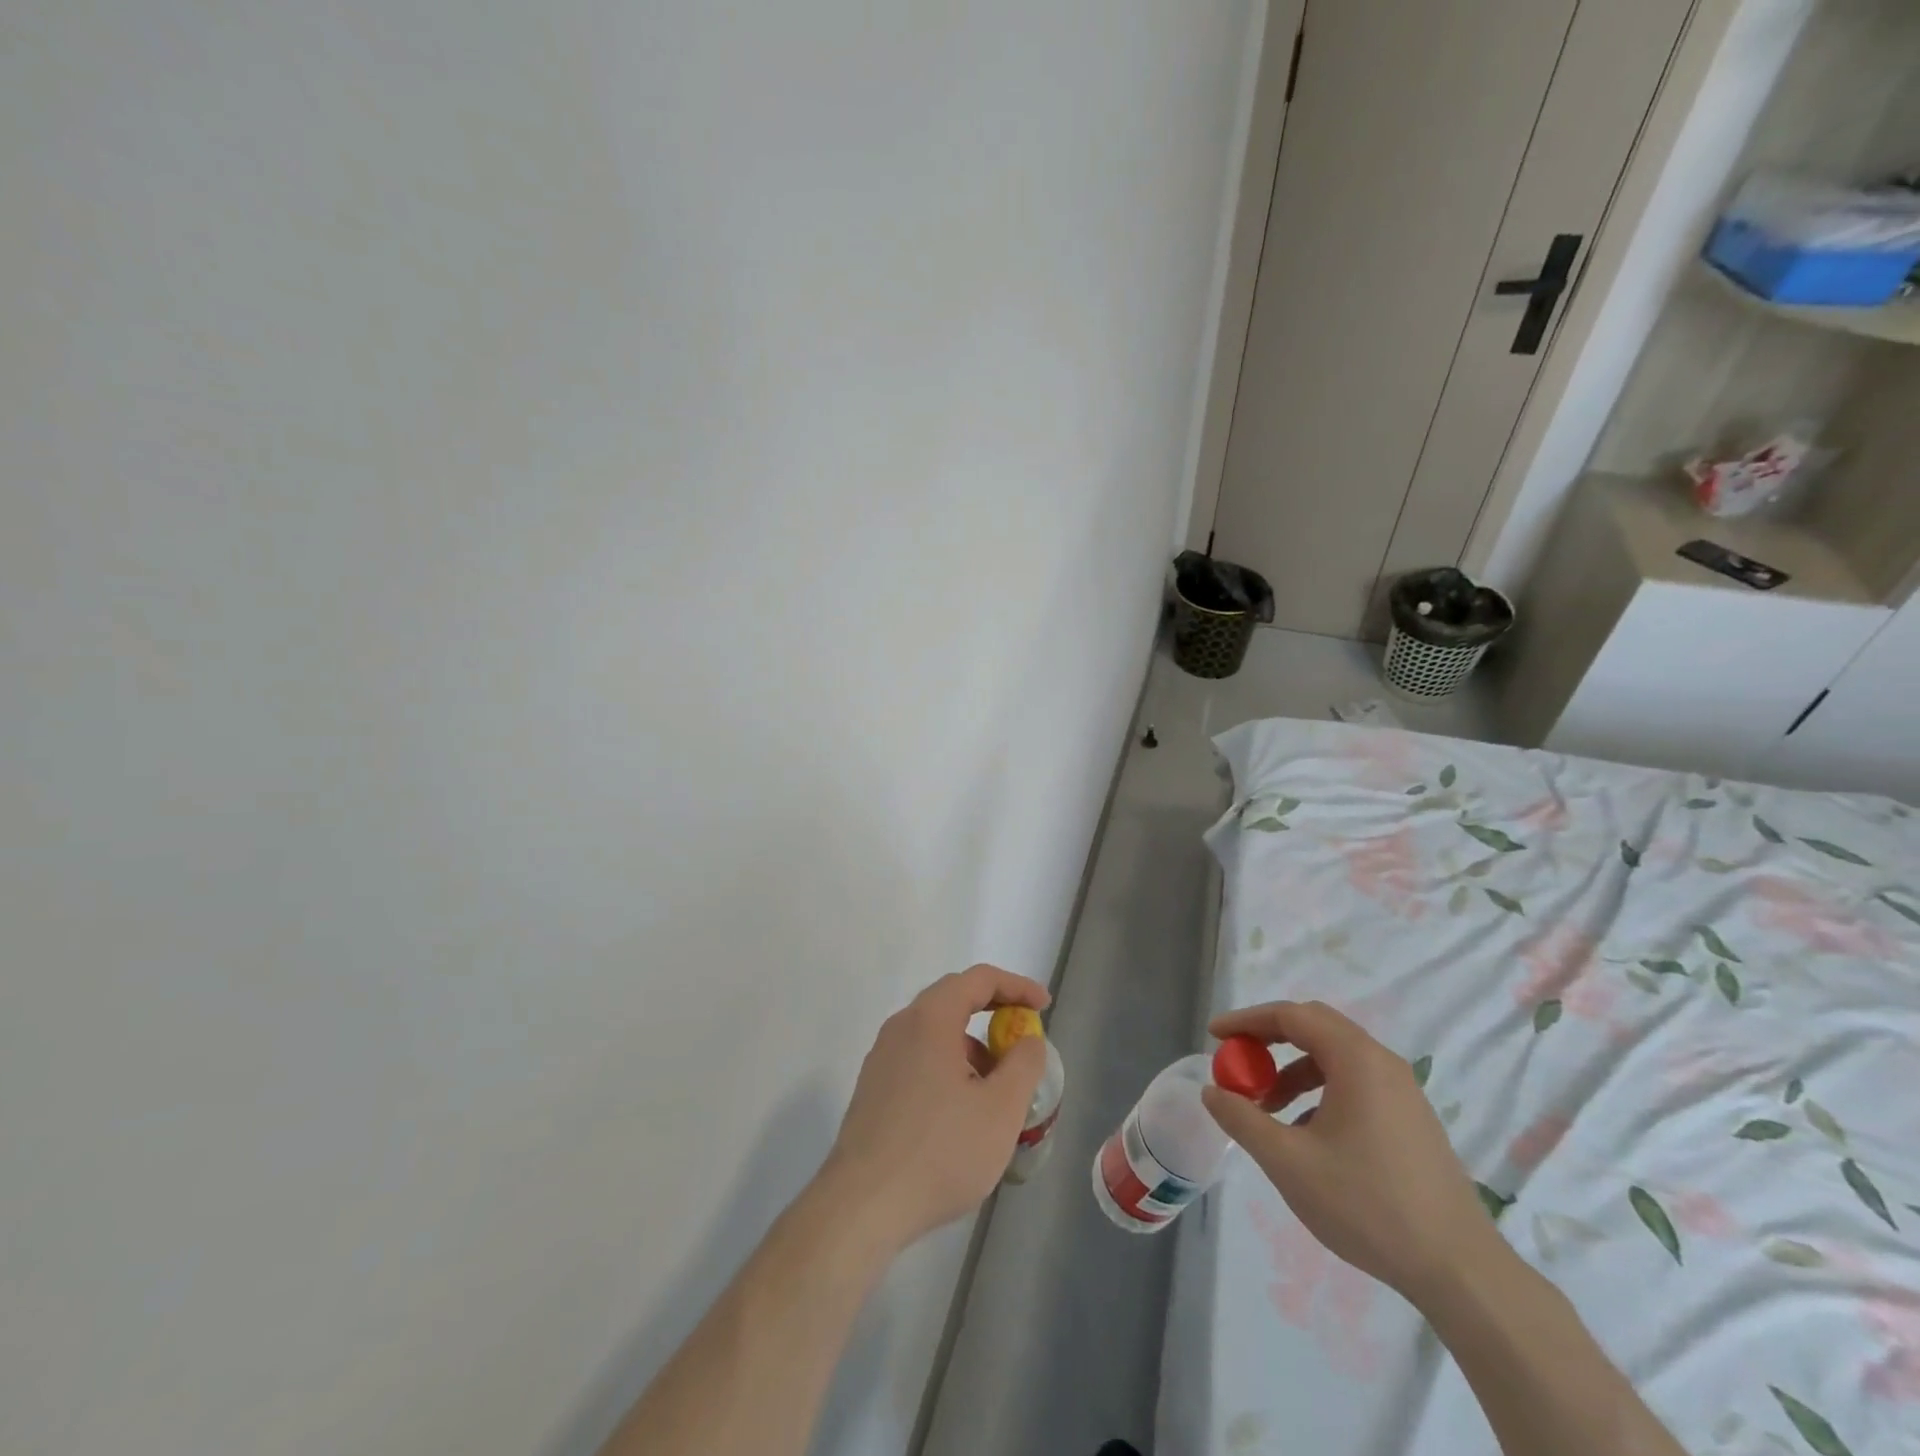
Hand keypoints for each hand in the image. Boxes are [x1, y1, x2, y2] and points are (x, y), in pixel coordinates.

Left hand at [821, 964, 1049, 1251]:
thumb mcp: (1001, 1110)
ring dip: (971, 1046)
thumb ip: (1023, 1064)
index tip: (1043, 1006)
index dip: (1016, 986)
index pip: (978, 979)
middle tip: (1023, 1040)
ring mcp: (882, 1057)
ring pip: (935, 1033)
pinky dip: (949, 1066)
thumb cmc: (940, 1152)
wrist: (862, 1206)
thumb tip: (1028, 1039)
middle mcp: (901, 1027)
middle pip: (953, 999)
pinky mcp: (873, 1088)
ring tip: (997, 1088)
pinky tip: (963, 1111)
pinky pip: (919, 1058)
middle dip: (994, 1013)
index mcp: (930, 1019)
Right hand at [1200, 1000, 1506, 1304]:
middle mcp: (1383, 1062)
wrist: (1460, 1271)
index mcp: (1356, 1059)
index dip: (1247, 1020)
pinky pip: (1356, 1083)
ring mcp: (1403, 1091)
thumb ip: (1242, 1119)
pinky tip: (1307, 1134)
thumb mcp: (1289, 1162)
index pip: (1291, 1015)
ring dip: (1293, 1069)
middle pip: (1315, 1026)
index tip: (1215, 1036)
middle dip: (1269, 1039)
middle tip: (1239, 1063)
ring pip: (1335, 1057)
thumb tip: (1212, 1091)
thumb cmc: (1368, 1205)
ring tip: (1267, 1109)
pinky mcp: (1412, 1119)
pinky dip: (1320, 1090)